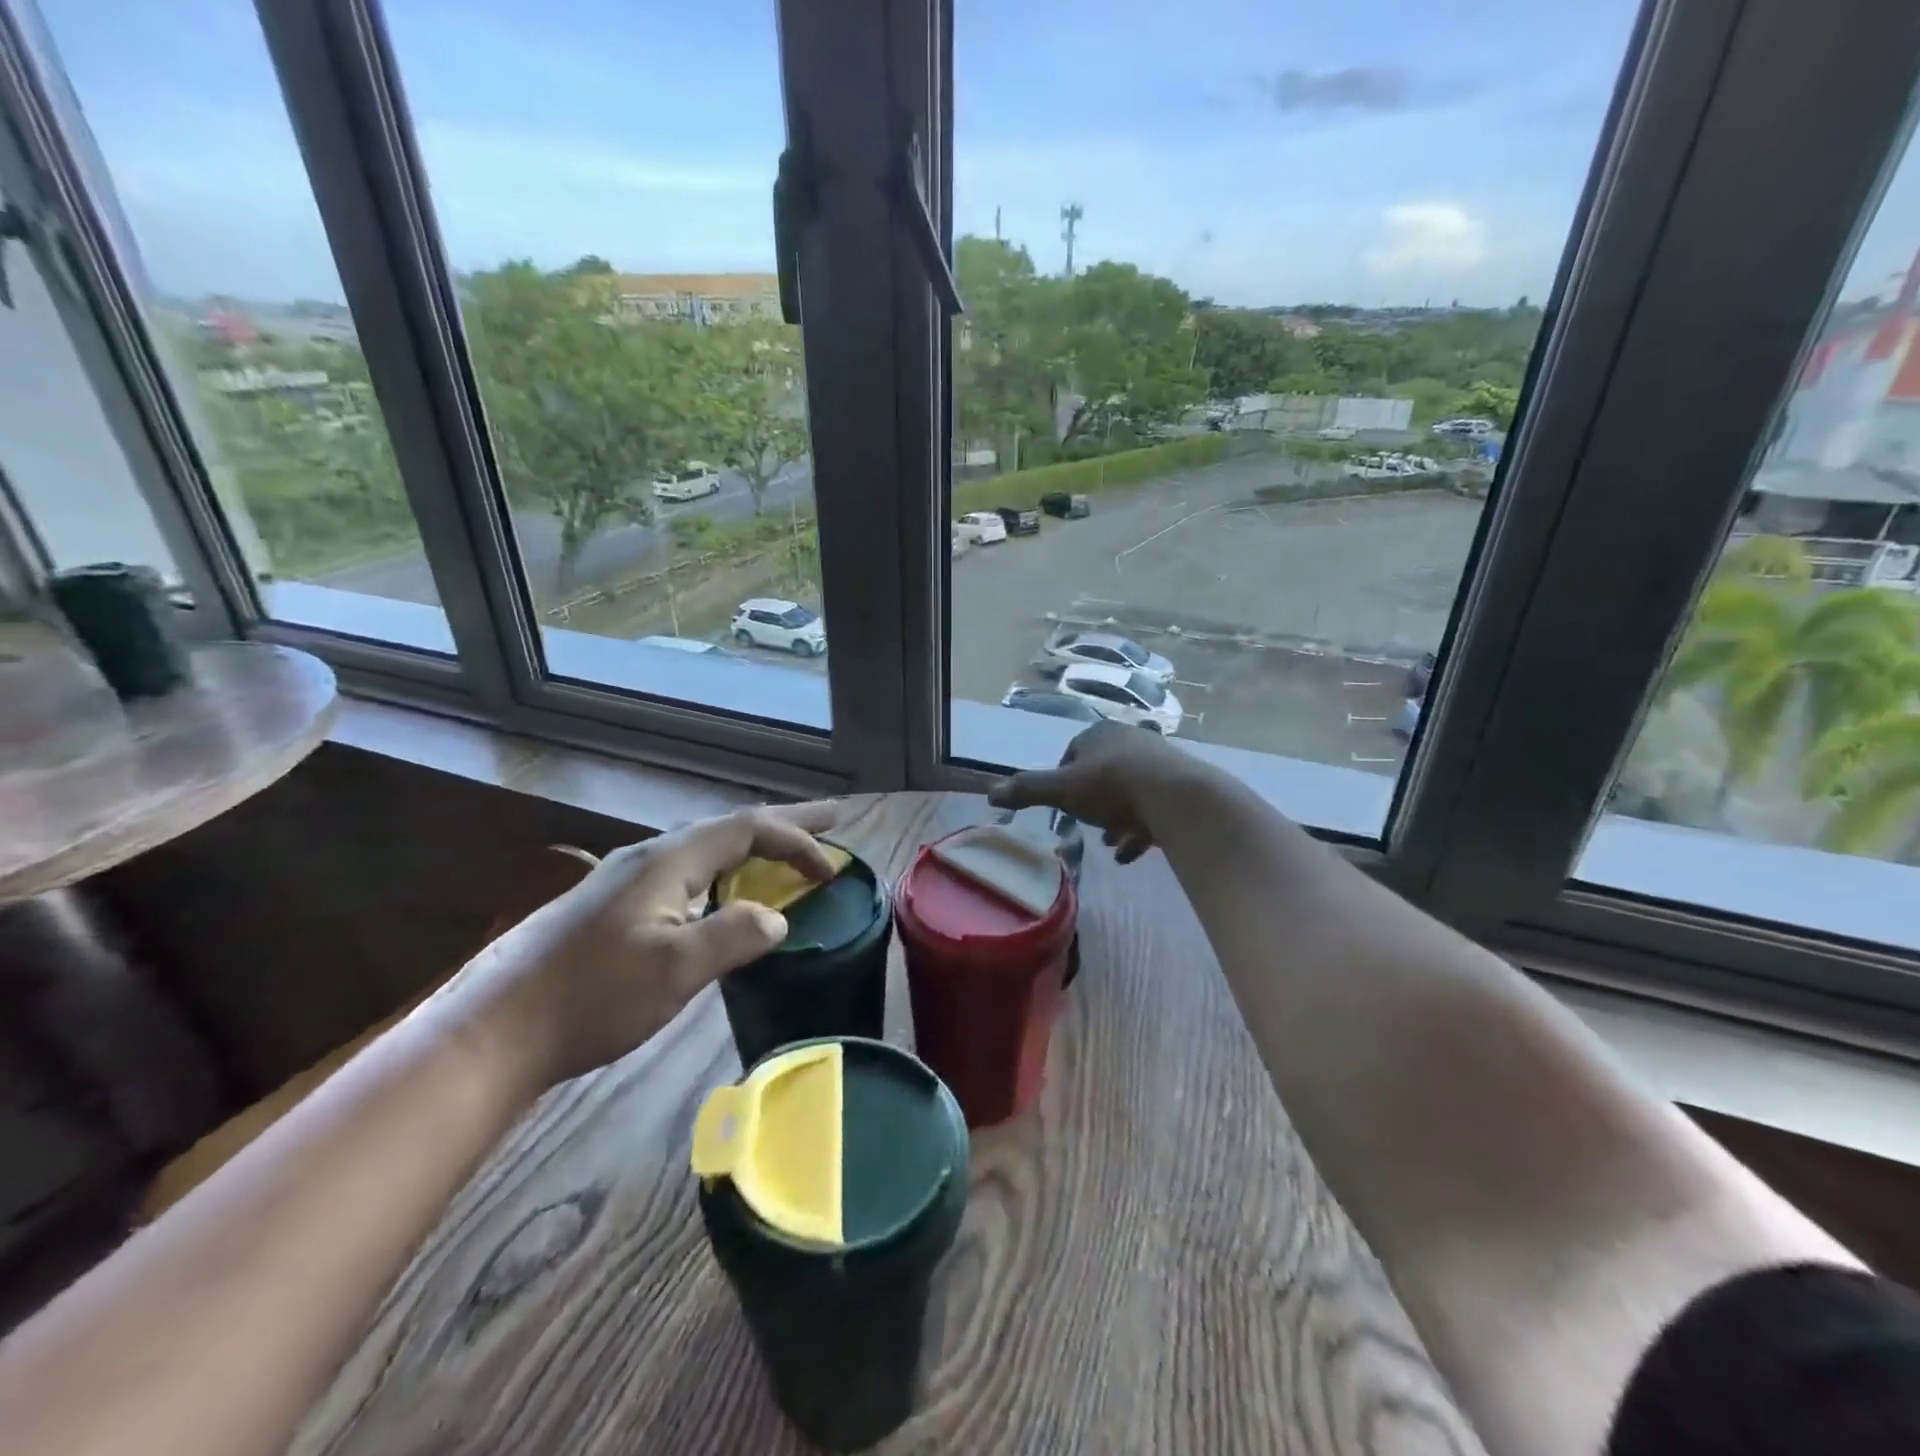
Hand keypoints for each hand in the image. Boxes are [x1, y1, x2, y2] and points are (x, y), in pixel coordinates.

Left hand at [434, 804, 840, 1091]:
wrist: (494, 1031)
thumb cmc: (592, 996)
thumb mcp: (676, 969)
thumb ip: (736, 935)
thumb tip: (776, 917)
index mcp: (668, 859)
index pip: (749, 829)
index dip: (799, 840)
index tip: (834, 870)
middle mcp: (649, 856)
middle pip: (730, 827)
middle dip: (785, 823)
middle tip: (831, 818)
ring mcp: (626, 880)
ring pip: (707, 849)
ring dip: (753, 847)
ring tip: (786, 852)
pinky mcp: (613, 907)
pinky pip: (688, 873)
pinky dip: (726, 872)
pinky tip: (722, 896)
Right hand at [987, 721, 1192, 864]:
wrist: (1176, 797)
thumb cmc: (1112, 786)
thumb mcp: (1063, 789)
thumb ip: (1028, 790)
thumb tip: (990, 793)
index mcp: (1100, 735)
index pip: (1072, 754)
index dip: (1063, 781)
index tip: (1061, 806)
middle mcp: (1130, 741)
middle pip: (1102, 774)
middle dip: (1091, 802)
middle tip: (1084, 827)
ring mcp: (1158, 763)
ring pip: (1128, 792)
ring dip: (1115, 819)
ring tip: (1107, 843)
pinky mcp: (1180, 786)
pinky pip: (1152, 809)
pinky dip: (1138, 831)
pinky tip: (1128, 855)